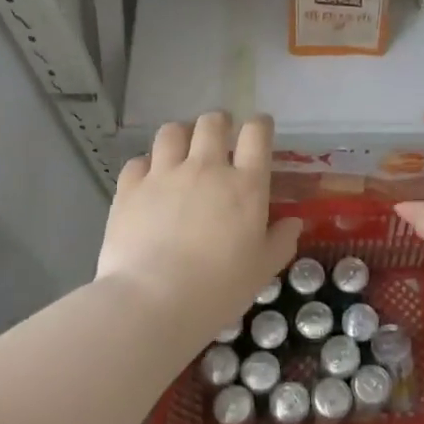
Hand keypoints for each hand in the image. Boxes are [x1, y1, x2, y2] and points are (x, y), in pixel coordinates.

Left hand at [97, 112, 302, 343]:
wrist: (153, 300)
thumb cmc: (218, 288)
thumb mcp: (262, 270)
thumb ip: (281, 240)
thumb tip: (293, 222)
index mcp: (245, 185)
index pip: (257, 133)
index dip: (260, 125)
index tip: (260, 129)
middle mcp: (205, 168)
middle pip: (212, 123)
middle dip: (219, 123)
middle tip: (220, 137)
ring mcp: (164, 174)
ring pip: (172, 131)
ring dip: (181, 135)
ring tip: (182, 150)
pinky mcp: (130, 188)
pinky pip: (138, 161)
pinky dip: (146, 166)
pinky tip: (149, 181)